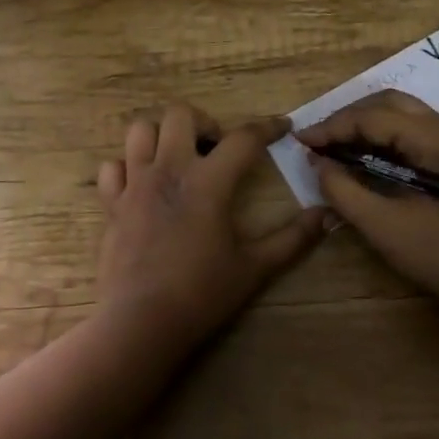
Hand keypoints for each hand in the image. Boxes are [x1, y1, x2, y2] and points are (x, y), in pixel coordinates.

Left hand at [96, 104, 326, 348]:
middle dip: (203, 122)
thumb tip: (326, 216)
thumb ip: (293, 239)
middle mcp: (169, 170)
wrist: (140, 323)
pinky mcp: (112, 204)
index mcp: (208, 181)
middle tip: (215, 148)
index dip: (267, 127)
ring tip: (176, 157)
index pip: (244, 138)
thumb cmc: (202, 293)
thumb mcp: (255, 268)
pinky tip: (141, 185)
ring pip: (140, 131)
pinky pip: (112, 168)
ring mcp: (135, 184)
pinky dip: (126, 168)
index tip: (282, 126)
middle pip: (180, 114)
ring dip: (160, 136)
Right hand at [298, 90, 438, 320]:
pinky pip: (411, 129)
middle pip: (388, 103)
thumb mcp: (382, 225)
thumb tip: (317, 163)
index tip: (302, 141)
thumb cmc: (437, 254)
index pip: (374, 117)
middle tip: (319, 140)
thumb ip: (343, 190)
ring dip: (364, 123)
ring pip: (400, 112)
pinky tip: (362, 154)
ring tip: (335, 144)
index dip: (334, 126)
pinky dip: (382, 135)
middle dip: (349, 118)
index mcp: (436, 140)